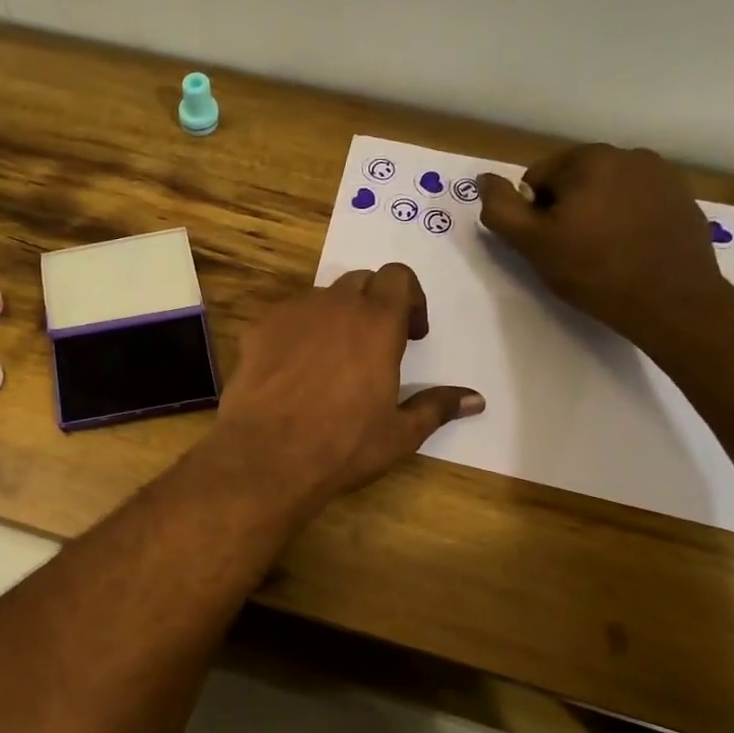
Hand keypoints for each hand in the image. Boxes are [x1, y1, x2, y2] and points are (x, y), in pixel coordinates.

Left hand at [212, 264, 482, 511]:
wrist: (266, 456)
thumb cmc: (343, 445)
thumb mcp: (400, 433)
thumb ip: (437, 407)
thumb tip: (476, 399)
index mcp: (377, 322)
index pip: (398, 276)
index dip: (410, 298)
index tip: (410, 334)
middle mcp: (334, 305)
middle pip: (360, 282)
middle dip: (373, 304)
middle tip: (375, 346)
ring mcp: (291, 313)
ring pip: (320, 299)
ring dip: (334, 317)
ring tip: (331, 361)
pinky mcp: (257, 329)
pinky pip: (285, 318)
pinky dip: (296, 332)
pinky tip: (293, 372)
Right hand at [477, 144, 730, 346]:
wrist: (672, 301)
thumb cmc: (594, 271)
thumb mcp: (532, 244)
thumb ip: (500, 209)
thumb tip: (484, 179)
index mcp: (588, 159)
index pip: (537, 177)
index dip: (534, 213)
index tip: (548, 242)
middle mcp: (628, 154)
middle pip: (574, 179)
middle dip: (567, 208)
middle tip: (573, 250)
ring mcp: (661, 174)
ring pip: (606, 189)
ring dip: (597, 212)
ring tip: (603, 251)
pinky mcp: (682, 197)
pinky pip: (637, 201)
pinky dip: (627, 219)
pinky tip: (631, 249)